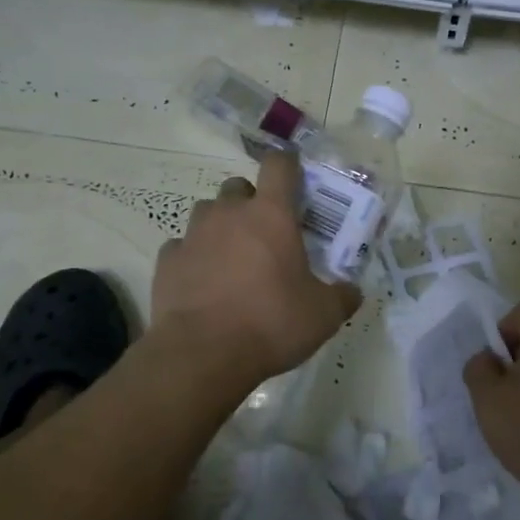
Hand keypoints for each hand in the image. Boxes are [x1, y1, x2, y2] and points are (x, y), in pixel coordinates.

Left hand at [153, 150, 361, 388]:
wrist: (202, 354)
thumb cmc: (271, 323)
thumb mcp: (323, 315)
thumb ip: (342, 296)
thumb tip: (352, 291)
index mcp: (271, 215)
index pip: (279, 165)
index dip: (288, 166)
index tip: (295, 180)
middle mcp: (230, 213)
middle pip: (239, 186)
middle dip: (252, 202)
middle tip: (265, 233)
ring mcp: (193, 235)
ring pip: (207, 212)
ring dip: (221, 226)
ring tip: (232, 257)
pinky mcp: (167, 261)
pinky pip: (182, 246)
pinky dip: (193, 257)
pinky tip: (203, 282)